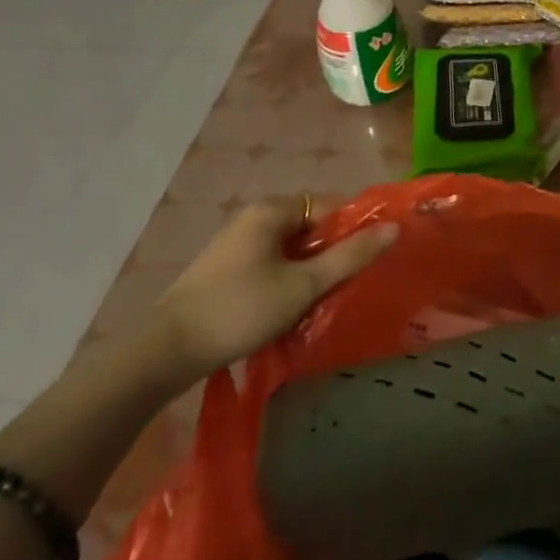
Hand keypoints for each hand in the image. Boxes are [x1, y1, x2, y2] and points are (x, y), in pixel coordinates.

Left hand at [148, 197, 397, 386]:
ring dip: (308, 272)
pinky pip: (271, 264)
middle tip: (344, 287)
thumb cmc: (240, 310)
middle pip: (310, 227)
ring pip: (291, 249)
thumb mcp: (303, 285)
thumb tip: (394, 227)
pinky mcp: (225, 269)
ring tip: (320, 302)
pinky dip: (286, 280)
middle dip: (330, 255)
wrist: (164, 353)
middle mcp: (254, 217)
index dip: (353, 230)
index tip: (366, 261)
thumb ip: (350, 256)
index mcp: (272, 210)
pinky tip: (289, 310)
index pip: (330, 206)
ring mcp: (236, 243)